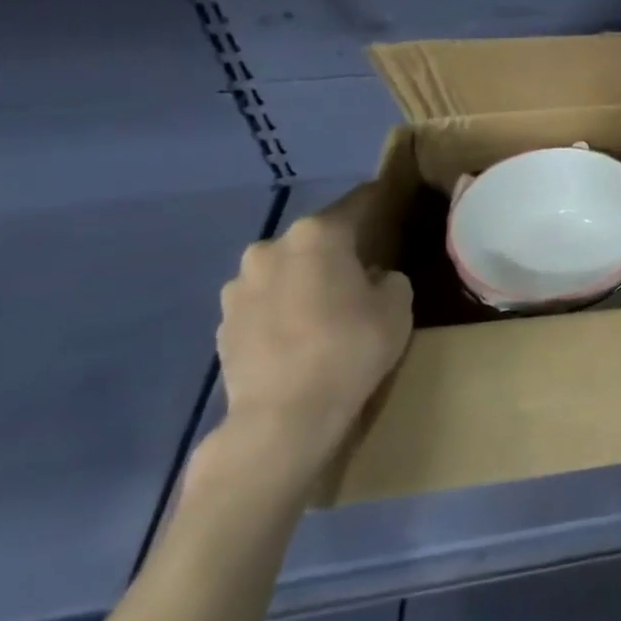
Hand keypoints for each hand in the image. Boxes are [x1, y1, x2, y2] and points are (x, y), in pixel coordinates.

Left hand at [215, 187, 412, 476]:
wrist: (282, 417)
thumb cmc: (350, 347)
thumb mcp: (398, 304)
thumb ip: (388, 278)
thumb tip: (371, 279)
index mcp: (318, 234)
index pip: (359, 203)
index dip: (381, 203)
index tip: (396, 206)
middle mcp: (272, 248)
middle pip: (316, 238)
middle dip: (337, 249)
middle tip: (363, 269)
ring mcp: (239, 287)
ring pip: (285, 270)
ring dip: (304, 280)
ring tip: (327, 307)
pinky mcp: (222, 325)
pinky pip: (264, 304)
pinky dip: (282, 310)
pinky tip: (301, 335)